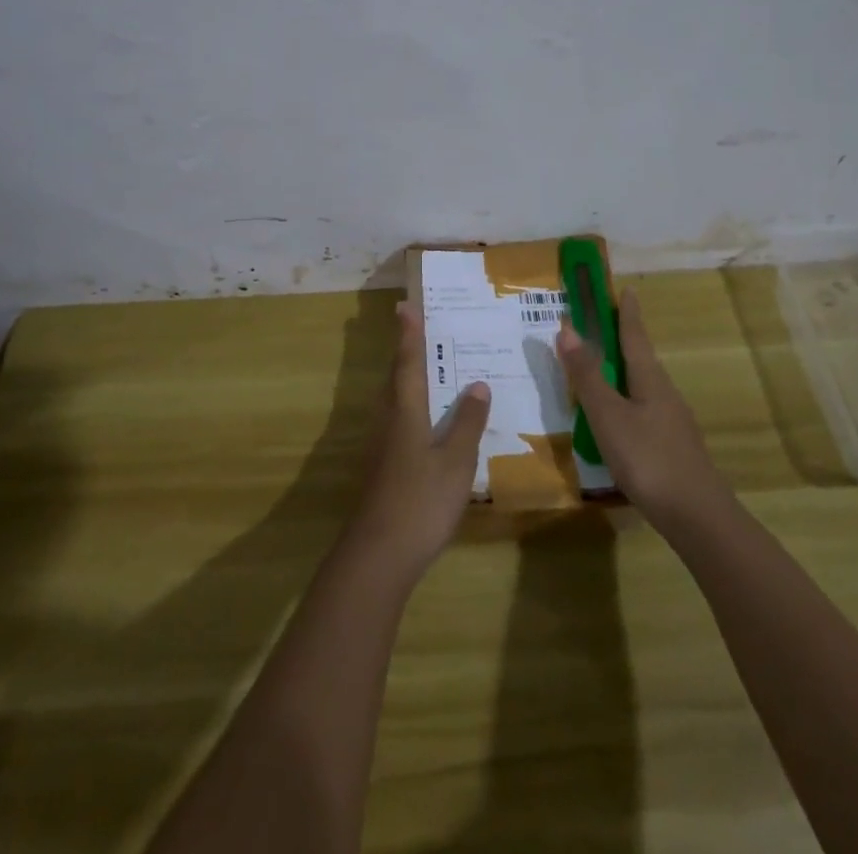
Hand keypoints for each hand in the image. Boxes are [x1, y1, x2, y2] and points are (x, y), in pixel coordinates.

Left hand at [347, 302, 490, 577]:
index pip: (408, 362)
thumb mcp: (455, 460)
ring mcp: (381, 445)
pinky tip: (429, 422)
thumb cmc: (421, 500)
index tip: (405, 305)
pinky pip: (398, 422)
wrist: (380, 553)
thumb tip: (477, 384)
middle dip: (407, 351)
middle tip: (421, 329)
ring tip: (430, 368)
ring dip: (408, 379)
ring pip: (395, 400)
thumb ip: (468, 422)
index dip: (409, 333)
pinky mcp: (382, 467)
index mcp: (405, 410)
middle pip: (396, 377)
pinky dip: (413, 408)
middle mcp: (388, 420)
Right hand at [557, 287, 732, 530]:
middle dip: (623, 339)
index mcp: (650, 380)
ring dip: (623, 371)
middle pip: (641, 359)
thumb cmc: (649, 459)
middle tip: (603, 323)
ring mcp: (672, 422)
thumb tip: (567, 327)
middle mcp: (664, 394)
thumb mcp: (608, 416)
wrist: (698, 518)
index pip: (635, 336)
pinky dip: (626, 400)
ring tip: (602, 369)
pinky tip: (616, 418)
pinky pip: (644, 410)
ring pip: (643, 386)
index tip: (626, 288)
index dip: (627, 312)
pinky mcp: (672, 447)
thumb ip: (587, 375)